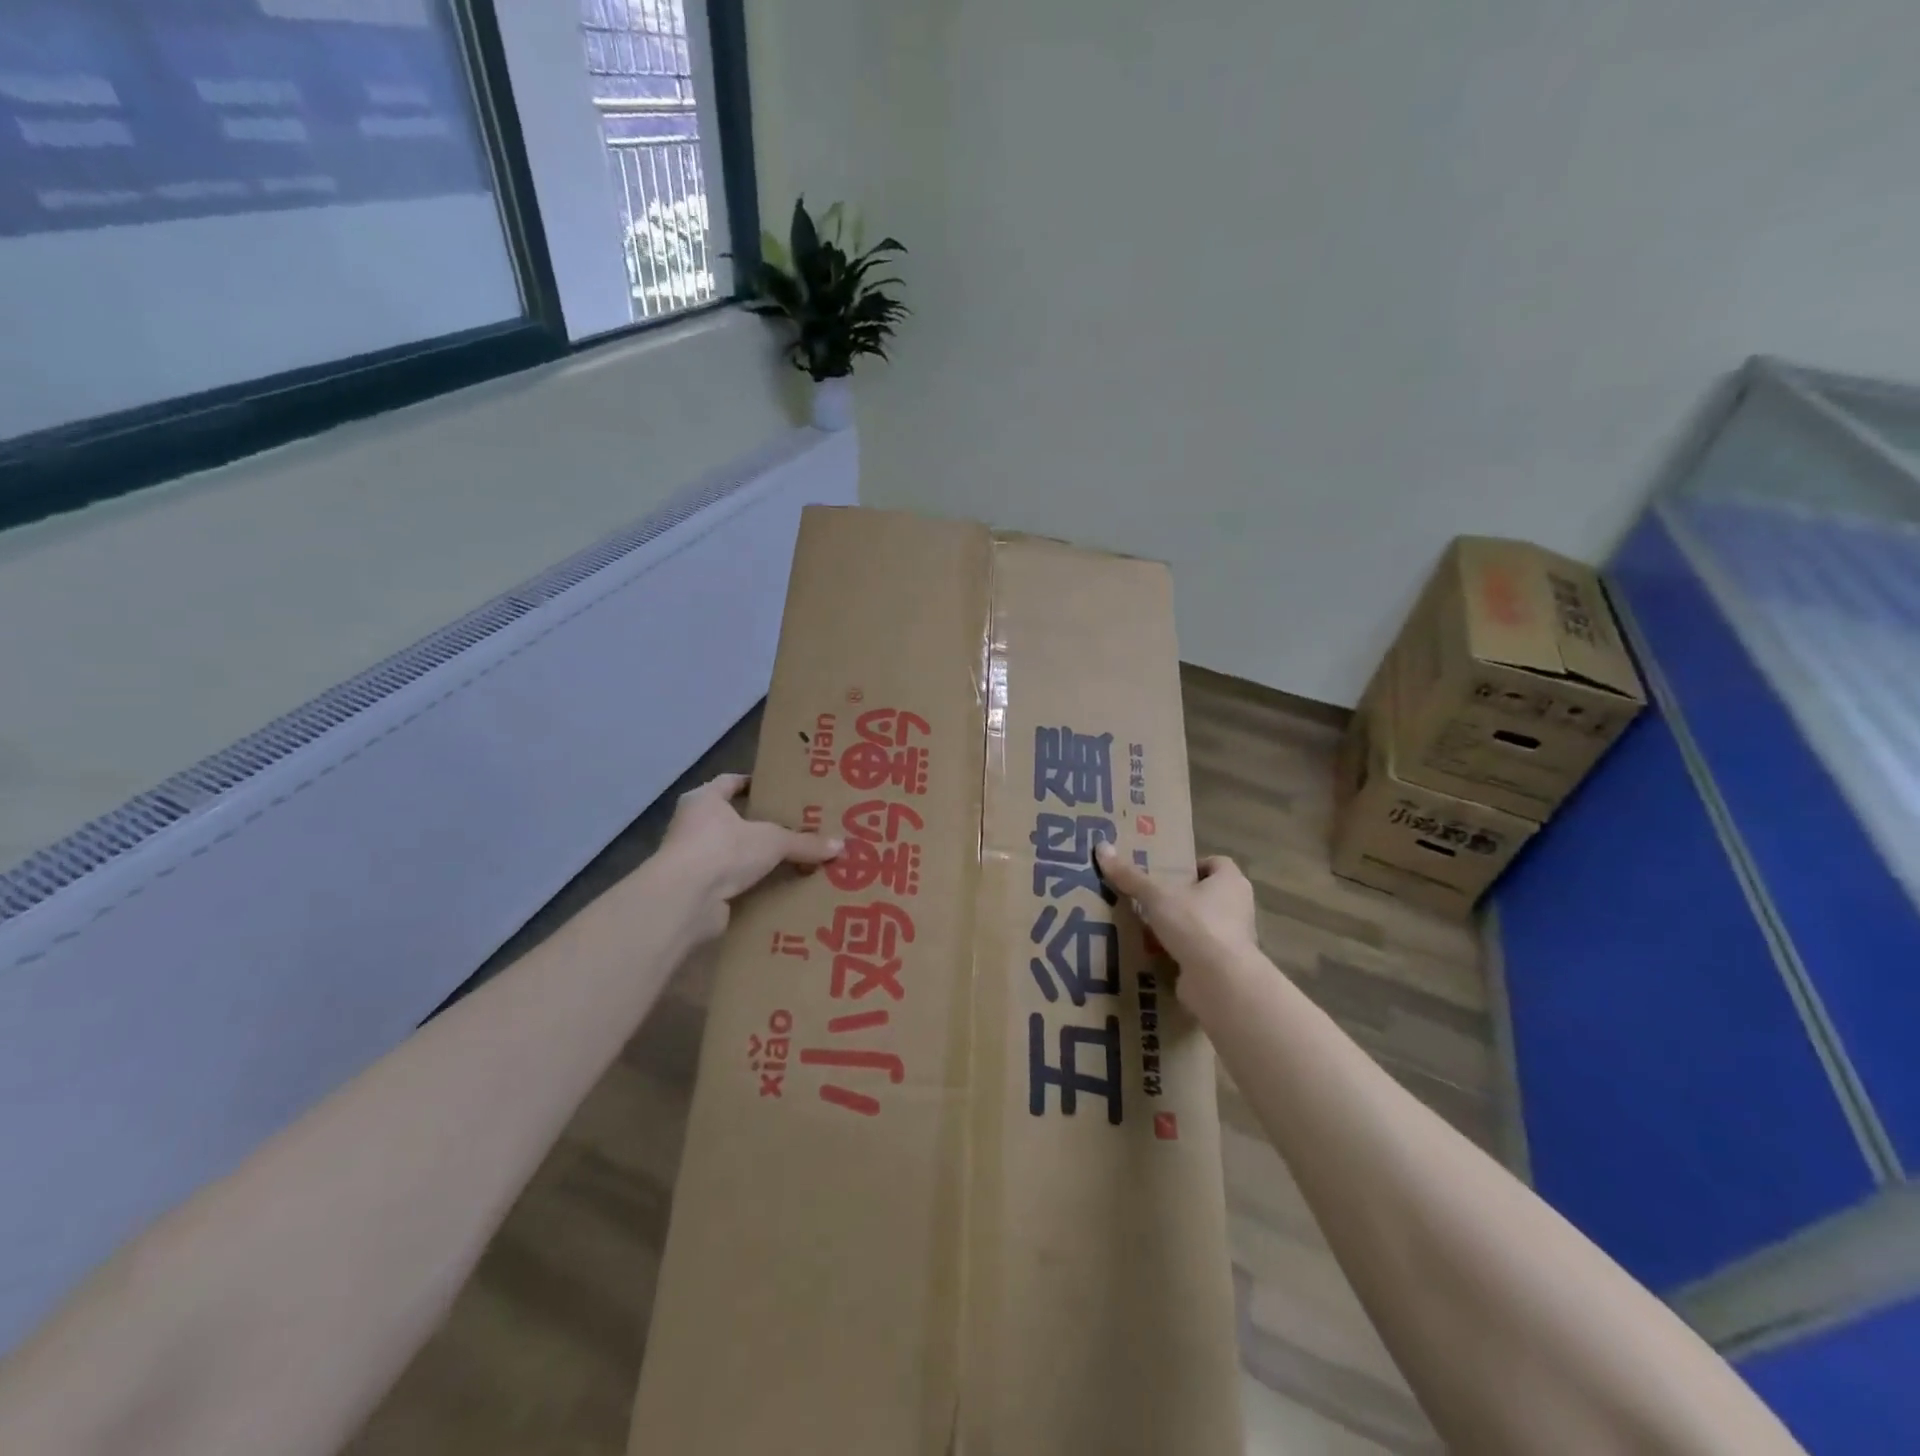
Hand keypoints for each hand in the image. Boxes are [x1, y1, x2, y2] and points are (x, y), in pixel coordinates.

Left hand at [658, 774, 842, 939]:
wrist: (685, 900)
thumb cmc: (723, 850)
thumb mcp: (773, 841)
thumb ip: (804, 843)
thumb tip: (840, 846)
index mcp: (704, 800)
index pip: (730, 782)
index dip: (753, 784)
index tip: (778, 791)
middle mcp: (692, 825)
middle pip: (731, 819)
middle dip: (759, 825)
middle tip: (793, 827)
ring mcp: (690, 859)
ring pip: (730, 852)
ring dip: (753, 858)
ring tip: (788, 860)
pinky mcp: (694, 890)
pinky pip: (728, 882)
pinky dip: (748, 885)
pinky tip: (774, 888)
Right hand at [1094, 843, 1258, 986]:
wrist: (1220, 982)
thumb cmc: (1196, 925)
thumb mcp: (1156, 896)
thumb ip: (1130, 876)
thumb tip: (1102, 848)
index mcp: (1231, 882)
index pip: (1216, 863)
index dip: (1192, 865)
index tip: (1165, 873)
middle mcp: (1238, 907)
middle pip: (1207, 894)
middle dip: (1180, 896)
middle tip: (1148, 897)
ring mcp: (1233, 940)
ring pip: (1201, 924)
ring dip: (1178, 926)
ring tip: (1144, 925)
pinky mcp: (1223, 967)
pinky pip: (1197, 952)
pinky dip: (1179, 952)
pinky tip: (1152, 953)